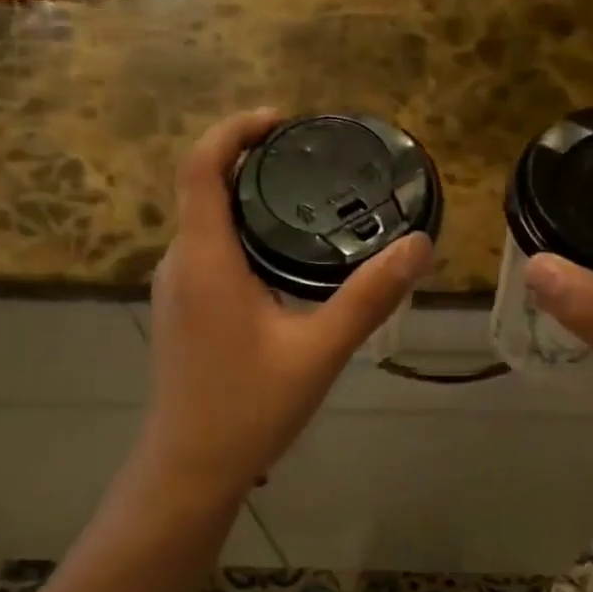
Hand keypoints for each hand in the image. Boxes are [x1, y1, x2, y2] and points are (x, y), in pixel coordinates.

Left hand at [141, 108, 432, 503]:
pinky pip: (208, 251)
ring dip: (247, 199)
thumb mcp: (319, 351)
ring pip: (206, 223)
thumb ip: (368, 296)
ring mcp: (175, 289)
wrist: (189, 470)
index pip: (200, 166)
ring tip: (307, 200)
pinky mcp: (181, 311)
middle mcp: (180, 263)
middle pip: (203, 188)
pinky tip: (284, 258)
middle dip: (251, 161)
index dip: (235, 130)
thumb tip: (418, 245)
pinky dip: (241, 234)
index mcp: (205, 259)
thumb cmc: (248, 409)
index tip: (282, 121)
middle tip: (312, 160)